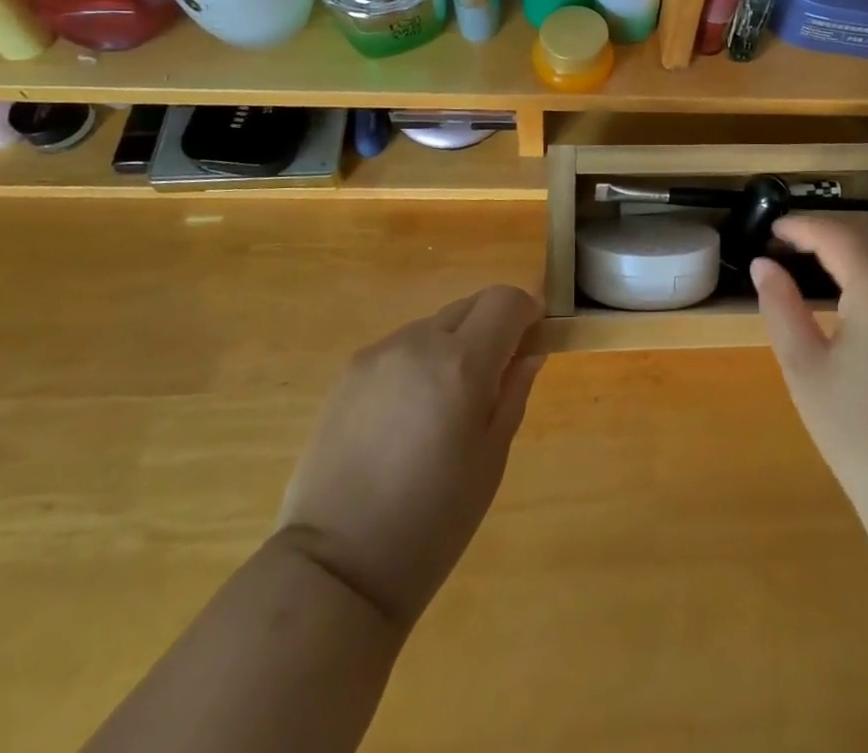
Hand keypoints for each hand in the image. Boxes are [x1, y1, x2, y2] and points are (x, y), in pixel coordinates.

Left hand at [276, 286, 543, 628]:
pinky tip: (408, 415)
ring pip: (434, 325)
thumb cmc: (433, 522)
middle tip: (493, 379)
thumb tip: (530, 349)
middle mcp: (419, 342)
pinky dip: (419, 361)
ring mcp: (379, 352)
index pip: (506, 300)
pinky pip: (401, 347)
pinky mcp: (349, 370)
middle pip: (471, 305)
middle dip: (492, 326)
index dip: (527, 313)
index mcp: (462, 363)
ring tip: (444, 405)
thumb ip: (514, 390)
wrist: (337, 568)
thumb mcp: (492, 458)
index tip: (531, 342)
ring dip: (453, 344)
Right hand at [752, 215, 867, 535]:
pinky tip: (867, 290)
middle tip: (792, 246)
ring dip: (860, 244)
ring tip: (823, 263)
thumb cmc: (862, 435)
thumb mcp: (805, 369)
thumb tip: (763, 264)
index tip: (772, 231)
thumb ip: (781, 306)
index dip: (800, 226)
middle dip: (830, 230)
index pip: (835, 233)